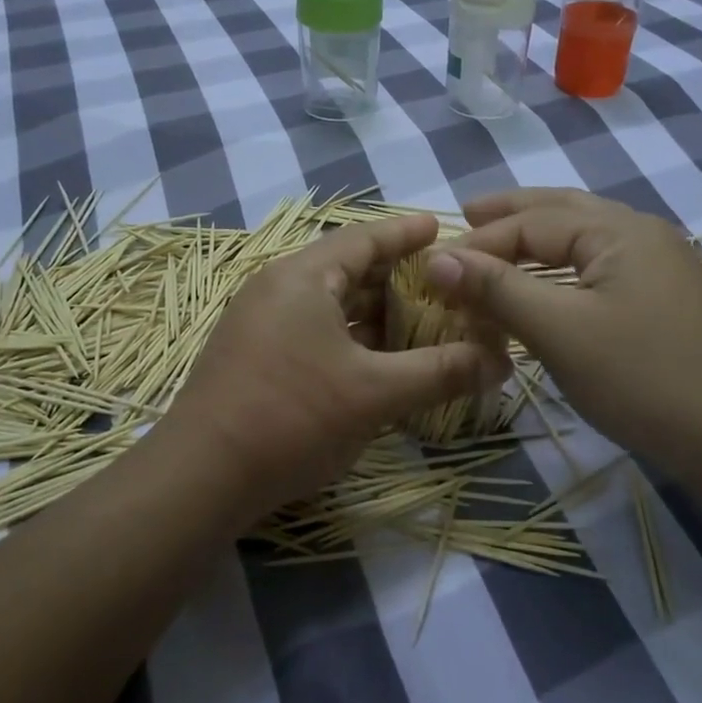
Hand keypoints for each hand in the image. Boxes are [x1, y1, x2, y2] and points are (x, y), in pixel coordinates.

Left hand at [165, 214, 508, 522]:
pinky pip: (312, 329)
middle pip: (346, 269)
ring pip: (329, 304)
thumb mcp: (375, 393)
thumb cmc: (292, 416)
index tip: (440, 227)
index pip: (364, 239)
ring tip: (419, 320)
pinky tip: (376, 359)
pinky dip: (349, 336)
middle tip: (442, 283)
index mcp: (301, 277)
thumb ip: (440, 372)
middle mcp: (277, 288)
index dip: (405, 233)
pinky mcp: (254, 355)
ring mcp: (260, 322)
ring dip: (372, 310)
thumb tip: (500, 363)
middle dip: (395, 276)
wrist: (201, 475)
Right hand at [423, 189, 701, 457]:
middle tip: (467, 213)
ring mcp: (660, 265)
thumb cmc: (642, 378)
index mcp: (619, 230)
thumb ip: (497, 288)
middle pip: (562, 210)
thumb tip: (436, 258)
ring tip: (498, 243)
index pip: (531, 223)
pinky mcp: (665, 298)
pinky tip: (548, 283)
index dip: (479, 242)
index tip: (435, 266)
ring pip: (583, 238)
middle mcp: (642, 233)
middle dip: (511, 213)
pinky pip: (600, 266)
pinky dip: (562, 267)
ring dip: (537, 239)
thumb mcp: (560, 330)